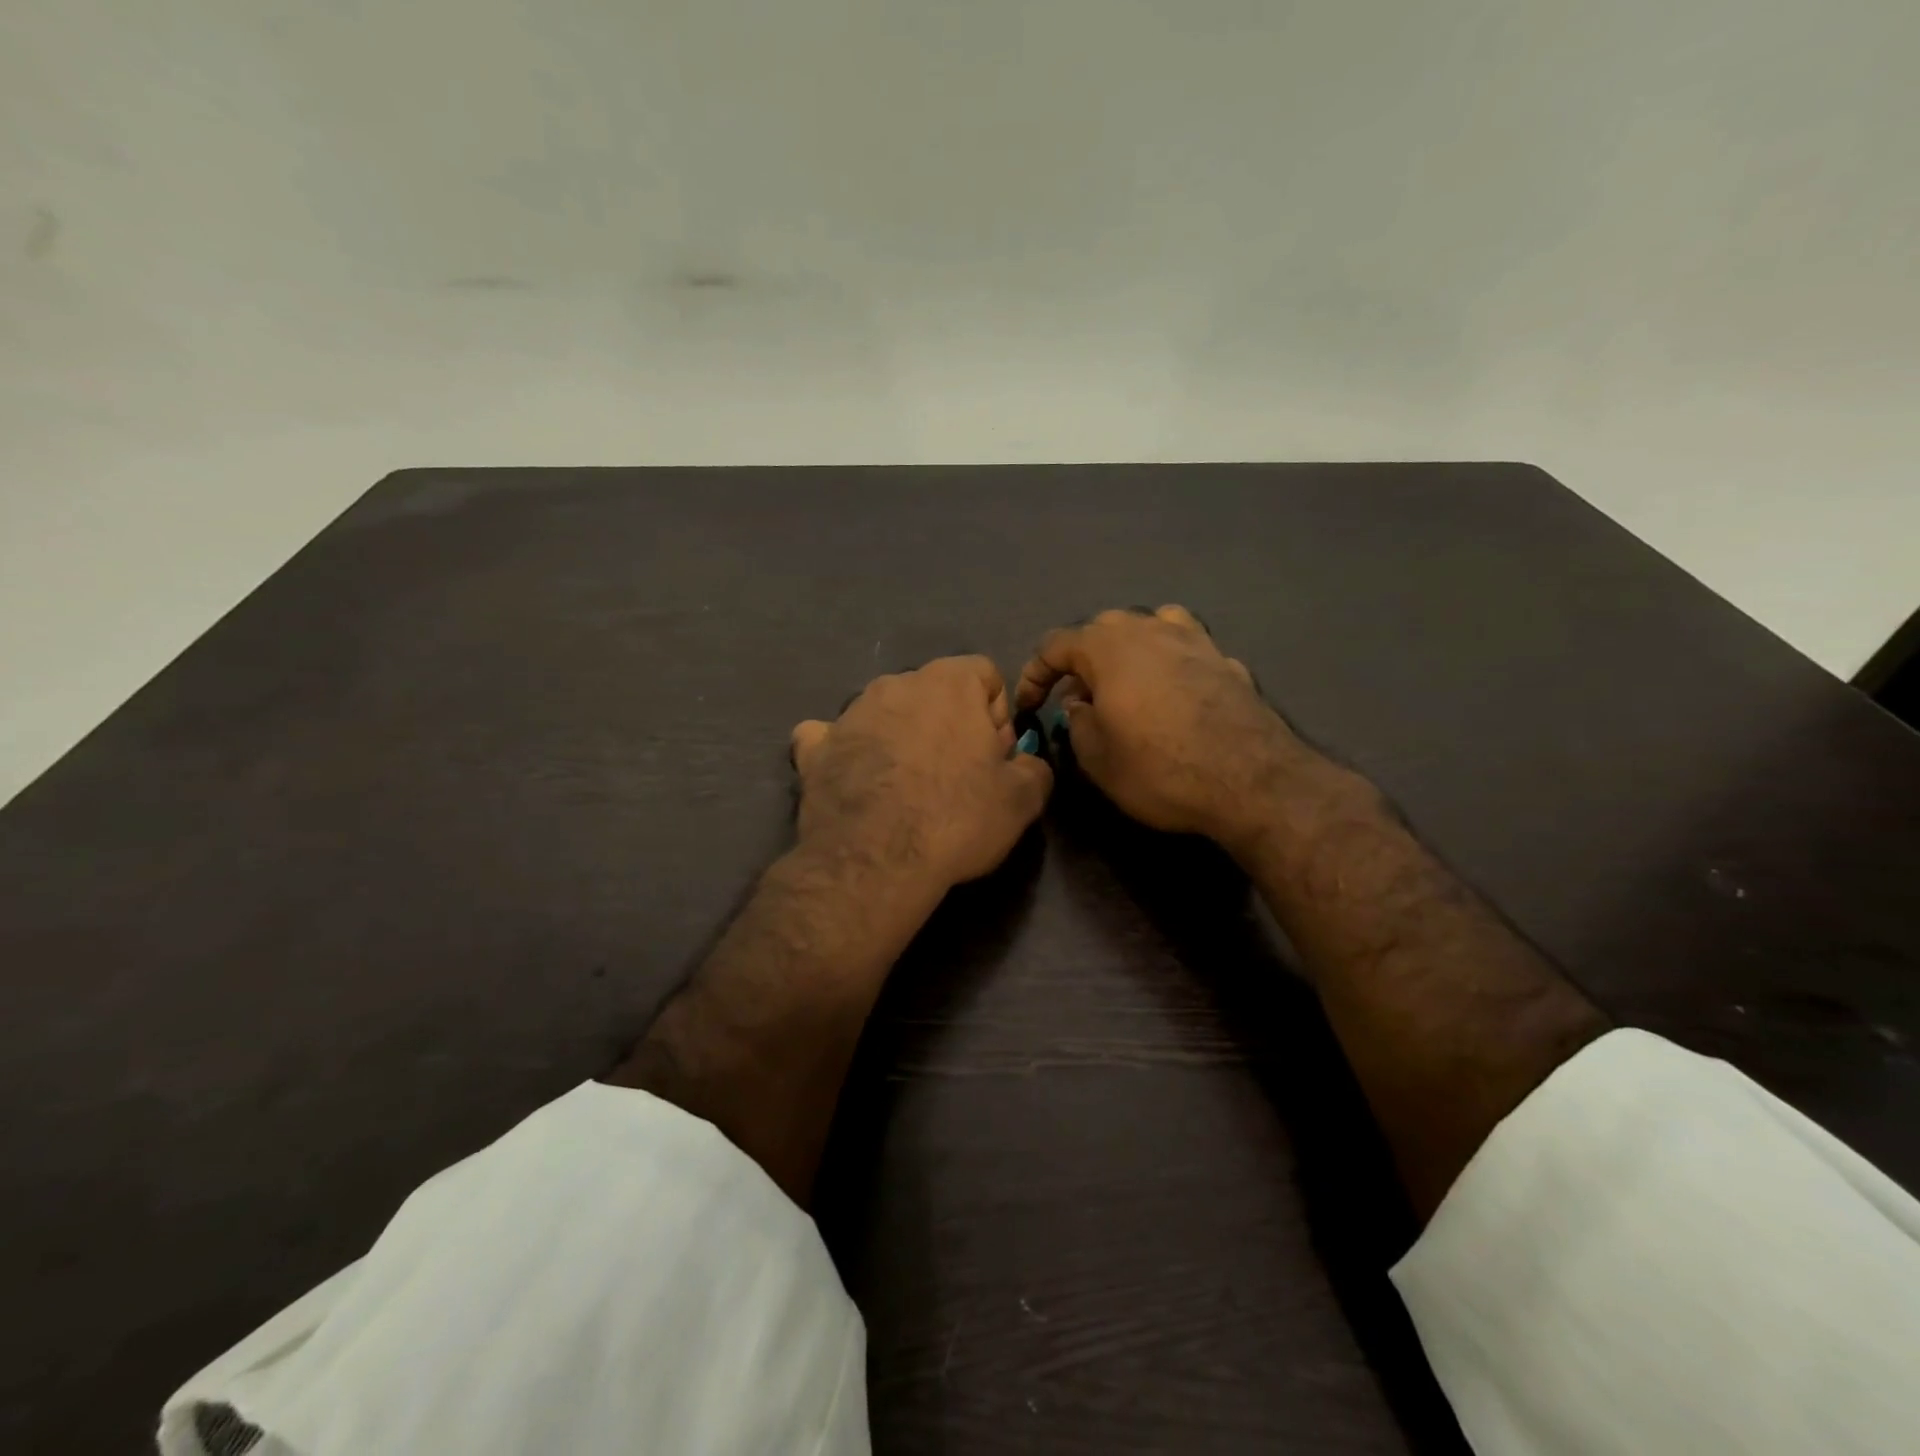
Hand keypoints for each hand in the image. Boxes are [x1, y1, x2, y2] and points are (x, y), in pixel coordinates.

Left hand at [790, 655, 1053, 890]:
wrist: (874, 861)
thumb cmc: (956, 818)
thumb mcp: (1022, 799)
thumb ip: (1034, 768)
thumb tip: (1024, 763)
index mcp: (949, 682)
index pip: (985, 674)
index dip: (996, 716)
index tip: (993, 757)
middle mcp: (896, 683)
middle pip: (934, 693)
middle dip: (948, 725)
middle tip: (956, 776)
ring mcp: (849, 713)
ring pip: (886, 713)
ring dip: (901, 737)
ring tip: (906, 789)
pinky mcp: (814, 748)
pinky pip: (831, 737)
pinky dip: (844, 751)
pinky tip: (854, 779)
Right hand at [1014, 606, 1311, 853]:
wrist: (1251, 781)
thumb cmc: (1160, 769)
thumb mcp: (1097, 758)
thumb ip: (1077, 723)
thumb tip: (1079, 704)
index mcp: (1109, 647)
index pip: (1055, 645)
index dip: (1034, 674)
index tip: (1029, 705)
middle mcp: (1150, 629)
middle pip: (1102, 630)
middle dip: (1081, 661)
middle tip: (1075, 699)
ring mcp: (1194, 640)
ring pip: (1148, 627)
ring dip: (1127, 651)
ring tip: (1124, 684)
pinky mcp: (1226, 660)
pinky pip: (1185, 648)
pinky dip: (1169, 663)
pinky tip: (1173, 692)